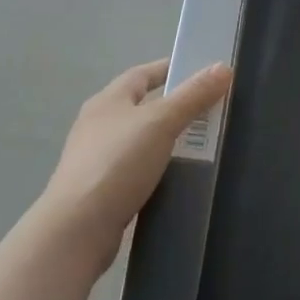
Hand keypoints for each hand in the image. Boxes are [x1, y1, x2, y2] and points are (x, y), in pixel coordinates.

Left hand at [38, 59, 232, 278]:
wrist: (75, 232)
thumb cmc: (117, 163)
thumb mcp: (161, 122)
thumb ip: (193, 95)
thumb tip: (223, 67)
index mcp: (108, 100)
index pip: (143, 73)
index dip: (171, 69)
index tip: (202, 72)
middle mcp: (99, 125)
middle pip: (143, 106)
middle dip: (176, 106)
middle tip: (211, 109)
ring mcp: (97, 160)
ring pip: (142, 140)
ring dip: (168, 140)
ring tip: (203, 144)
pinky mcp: (101, 192)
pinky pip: (138, 171)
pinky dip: (159, 169)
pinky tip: (178, 178)